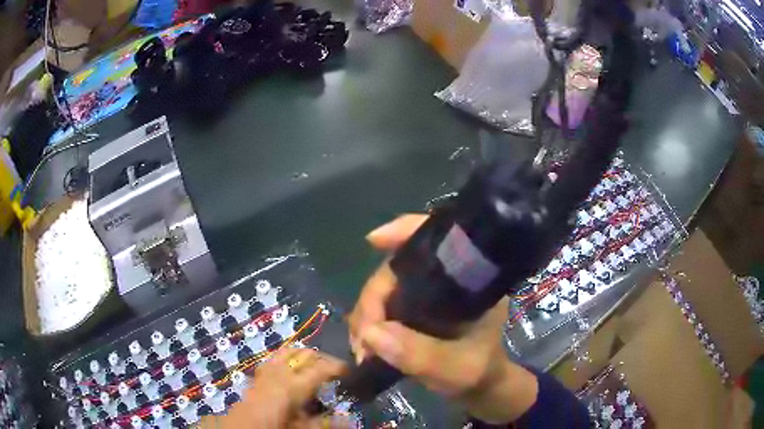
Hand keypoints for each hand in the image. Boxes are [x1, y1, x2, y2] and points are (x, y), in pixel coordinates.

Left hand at [198, 348, 349, 427]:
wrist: (240, 427)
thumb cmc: (273, 426)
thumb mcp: (301, 428)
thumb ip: (324, 423)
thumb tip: (348, 419)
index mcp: (294, 385)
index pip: (321, 368)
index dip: (338, 366)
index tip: (351, 371)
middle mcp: (281, 372)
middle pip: (305, 354)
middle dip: (323, 358)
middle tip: (336, 371)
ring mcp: (267, 370)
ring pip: (289, 351)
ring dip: (305, 355)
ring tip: (316, 366)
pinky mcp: (259, 373)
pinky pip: (276, 357)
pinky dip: (288, 357)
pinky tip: (291, 368)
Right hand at [348, 214, 538, 423]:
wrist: (480, 386)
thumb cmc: (479, 372)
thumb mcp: (456, 368)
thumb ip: (420, 354)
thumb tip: (371, 333)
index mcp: (470, 281)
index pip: (441, 240)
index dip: (406, 230)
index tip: (374, 241)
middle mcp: (447, 279)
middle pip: (398, 269)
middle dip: (372, 300)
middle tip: (363, 337)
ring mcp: (428, 294)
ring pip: (385, 288)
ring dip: (366, 316)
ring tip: (362, 348)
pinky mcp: (414, 309)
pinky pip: (383, 306)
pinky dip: (369, 324)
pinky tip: (365, 345)